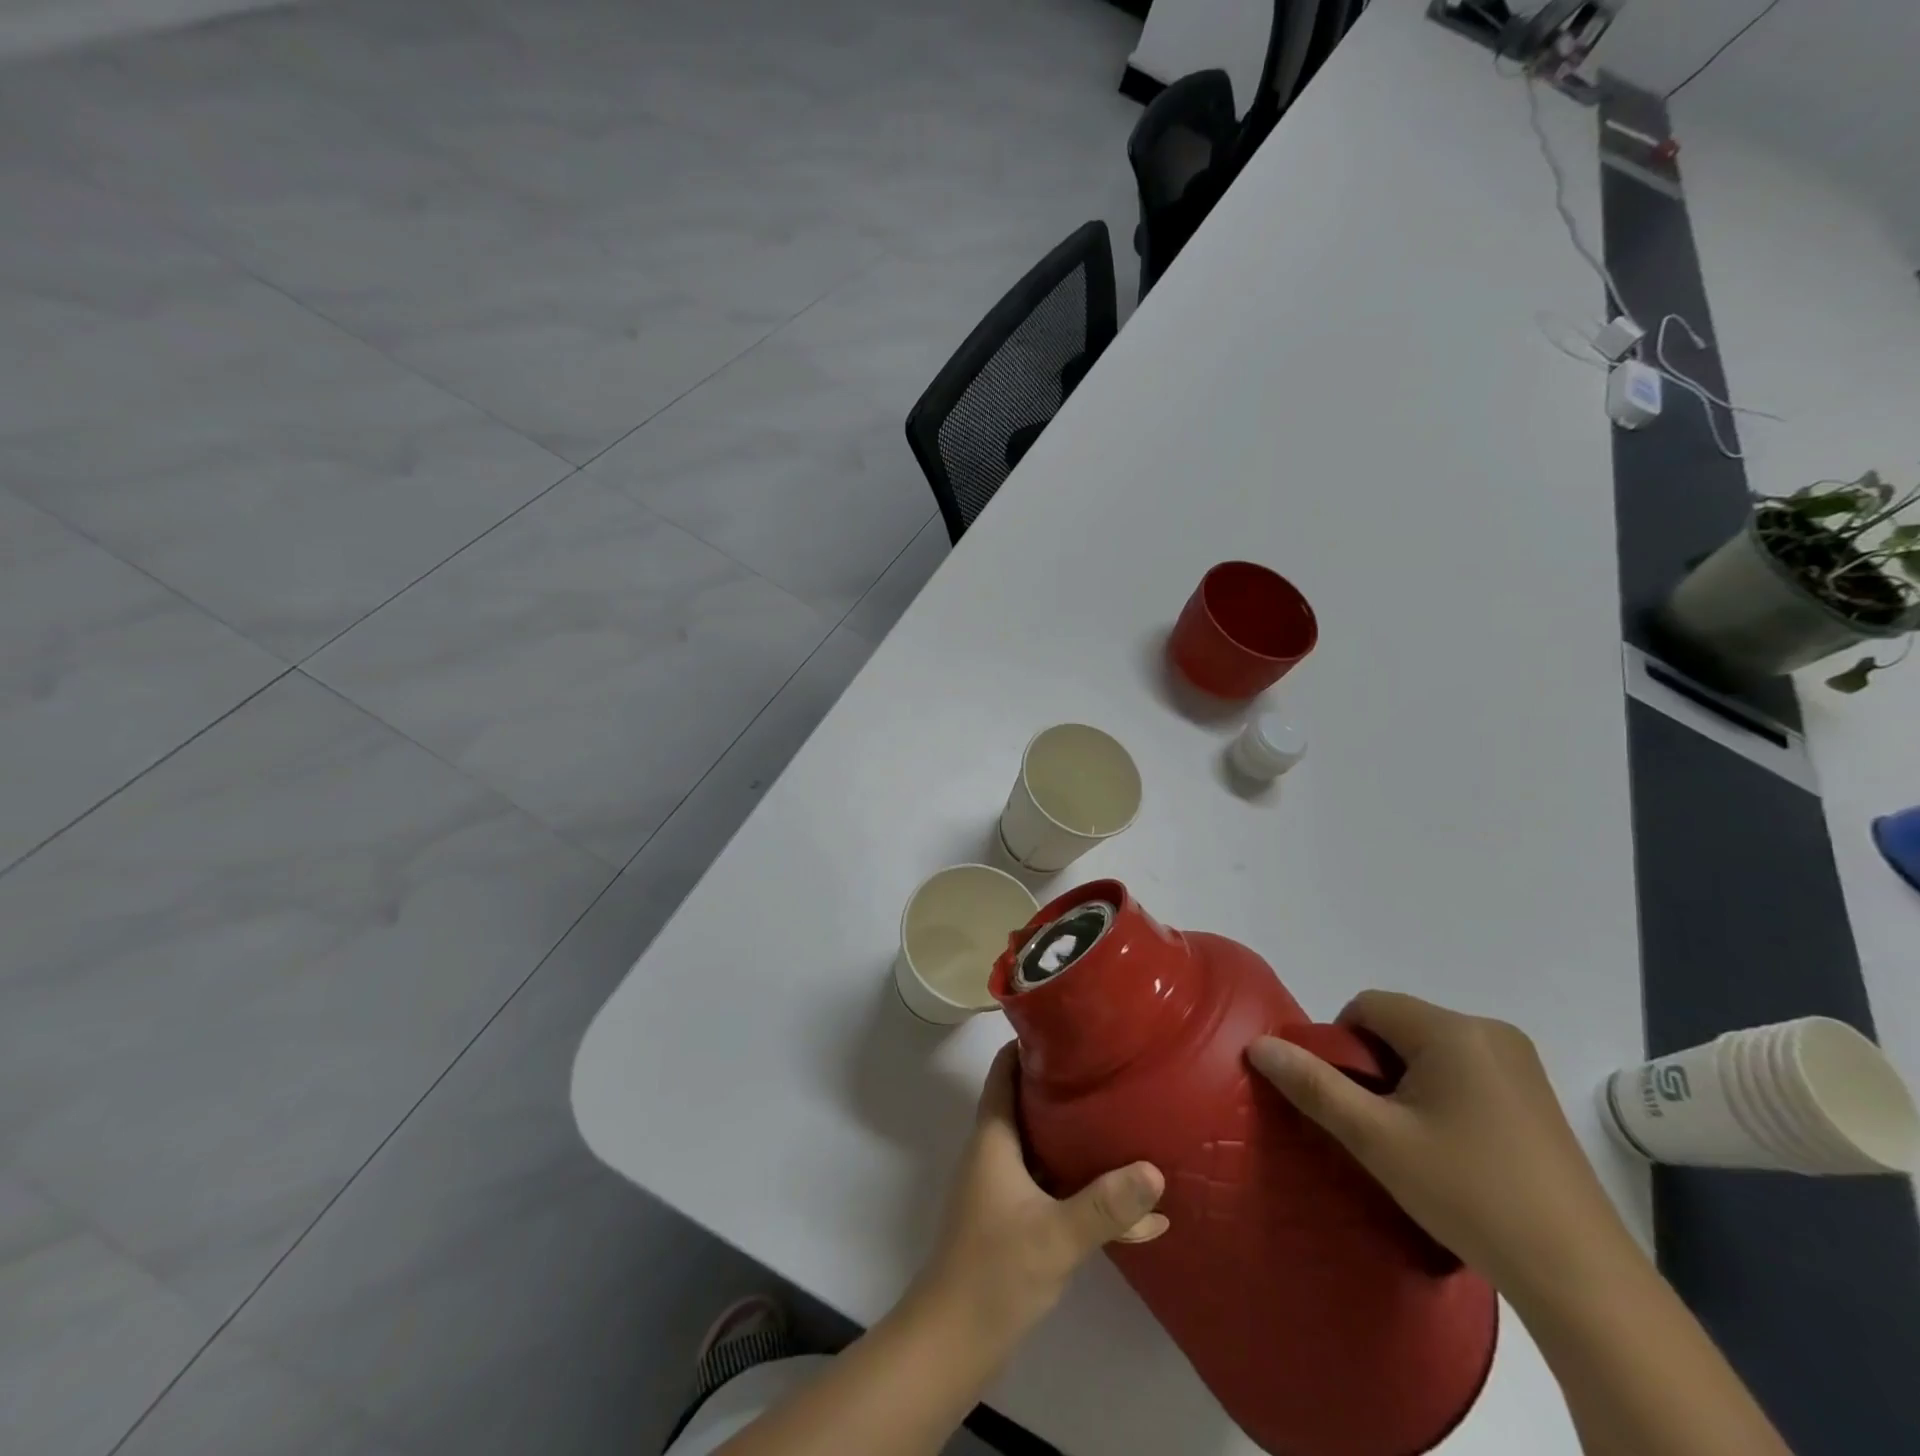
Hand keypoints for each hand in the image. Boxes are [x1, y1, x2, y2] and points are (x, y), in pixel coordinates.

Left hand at [917, 1043, 1167, 1346]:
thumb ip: (1106, 1205)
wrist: (955, 1340)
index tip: (1072, 1028)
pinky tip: (1136, 1209)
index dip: (1030, 1043)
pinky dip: (1085, 1188)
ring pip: (1045, 1144)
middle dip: (1067, 1086)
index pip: (1004, 1069)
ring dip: (1081, 1137)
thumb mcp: (1057, 1235)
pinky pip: (1055, 1186)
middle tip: (1112, 1071)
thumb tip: (1155, 1169)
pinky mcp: (1016, 1218)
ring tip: (1129, 1123)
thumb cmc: (995, 1271)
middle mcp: (996, 1151)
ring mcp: (1005, 1186)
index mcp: (994, 1136)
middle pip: (1029, 1100)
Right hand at [1247, 991, 1636, 1301]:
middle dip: (1374, 1066)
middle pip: (1399, 1025)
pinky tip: (1449, 1149)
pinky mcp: (1535, 1096)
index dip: (1341, 1044)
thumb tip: (1258, 1045)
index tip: (1345, 1099)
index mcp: (1452, 1029)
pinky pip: (1463, 1071)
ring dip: (1405, 1082)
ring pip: (1429, 1050)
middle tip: (1374, 1126)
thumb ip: (1313, 1085)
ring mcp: (1519, 1064)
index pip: (1368, 1006)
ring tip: (1410, 1142)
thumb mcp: (1376, 1139)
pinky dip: (1439, 1094)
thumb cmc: (1469, 1194)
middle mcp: (1489, 1030)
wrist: (1581, 1279)